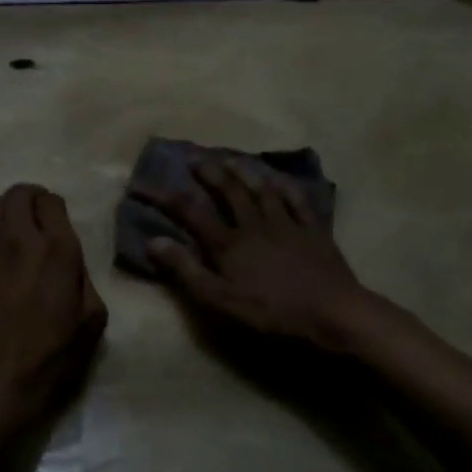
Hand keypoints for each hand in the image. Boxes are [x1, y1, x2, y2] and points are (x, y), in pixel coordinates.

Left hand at [0, 184, 107, 423]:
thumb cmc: (45, 361)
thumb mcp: (90, 325)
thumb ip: (85, 283)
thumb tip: (70, 266)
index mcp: (56, 250)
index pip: (51, 201)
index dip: (56, 210)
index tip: (59, 227)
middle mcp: (16, 239)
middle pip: (18, 193)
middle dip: (31, 200)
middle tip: (38, 223)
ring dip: (6, 213)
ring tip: (15, 238)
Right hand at [132, 155, 373, 349]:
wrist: (331, 313)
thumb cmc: (270, 312)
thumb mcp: (219, 300)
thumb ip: (186, 270)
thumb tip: (154, 240)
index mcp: (229, 242)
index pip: (189, 212)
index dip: (162, 196)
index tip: (140, 184)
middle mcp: (255, 224)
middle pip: (228, 190)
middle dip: (208, 172)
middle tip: (194, 158)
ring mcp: (287, 224)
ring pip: (261, 189)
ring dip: (244, 171)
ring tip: (231, 158)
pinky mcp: (314, 231)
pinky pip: (298, 201)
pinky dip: (286, 188)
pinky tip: (280, 181)